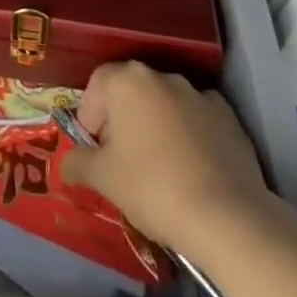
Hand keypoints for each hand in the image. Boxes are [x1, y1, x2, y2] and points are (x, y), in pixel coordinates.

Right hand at [60, 61, 278, 259]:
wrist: (228, 220)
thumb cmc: (153, 188)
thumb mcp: (102, 179)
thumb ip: (77, 163)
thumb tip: (67, 163)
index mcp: (126, 80)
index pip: (96, 87)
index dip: (91, 119)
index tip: (97, 152)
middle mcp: (161, 76)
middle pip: (130, 93)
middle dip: (123, 121)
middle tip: (124, 161)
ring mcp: (199, 94)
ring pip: (165, 105)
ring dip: (157, 126)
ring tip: (162, 169)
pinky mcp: (230, 118)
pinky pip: (198, 120)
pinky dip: (191, 136)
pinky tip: (194, 170)